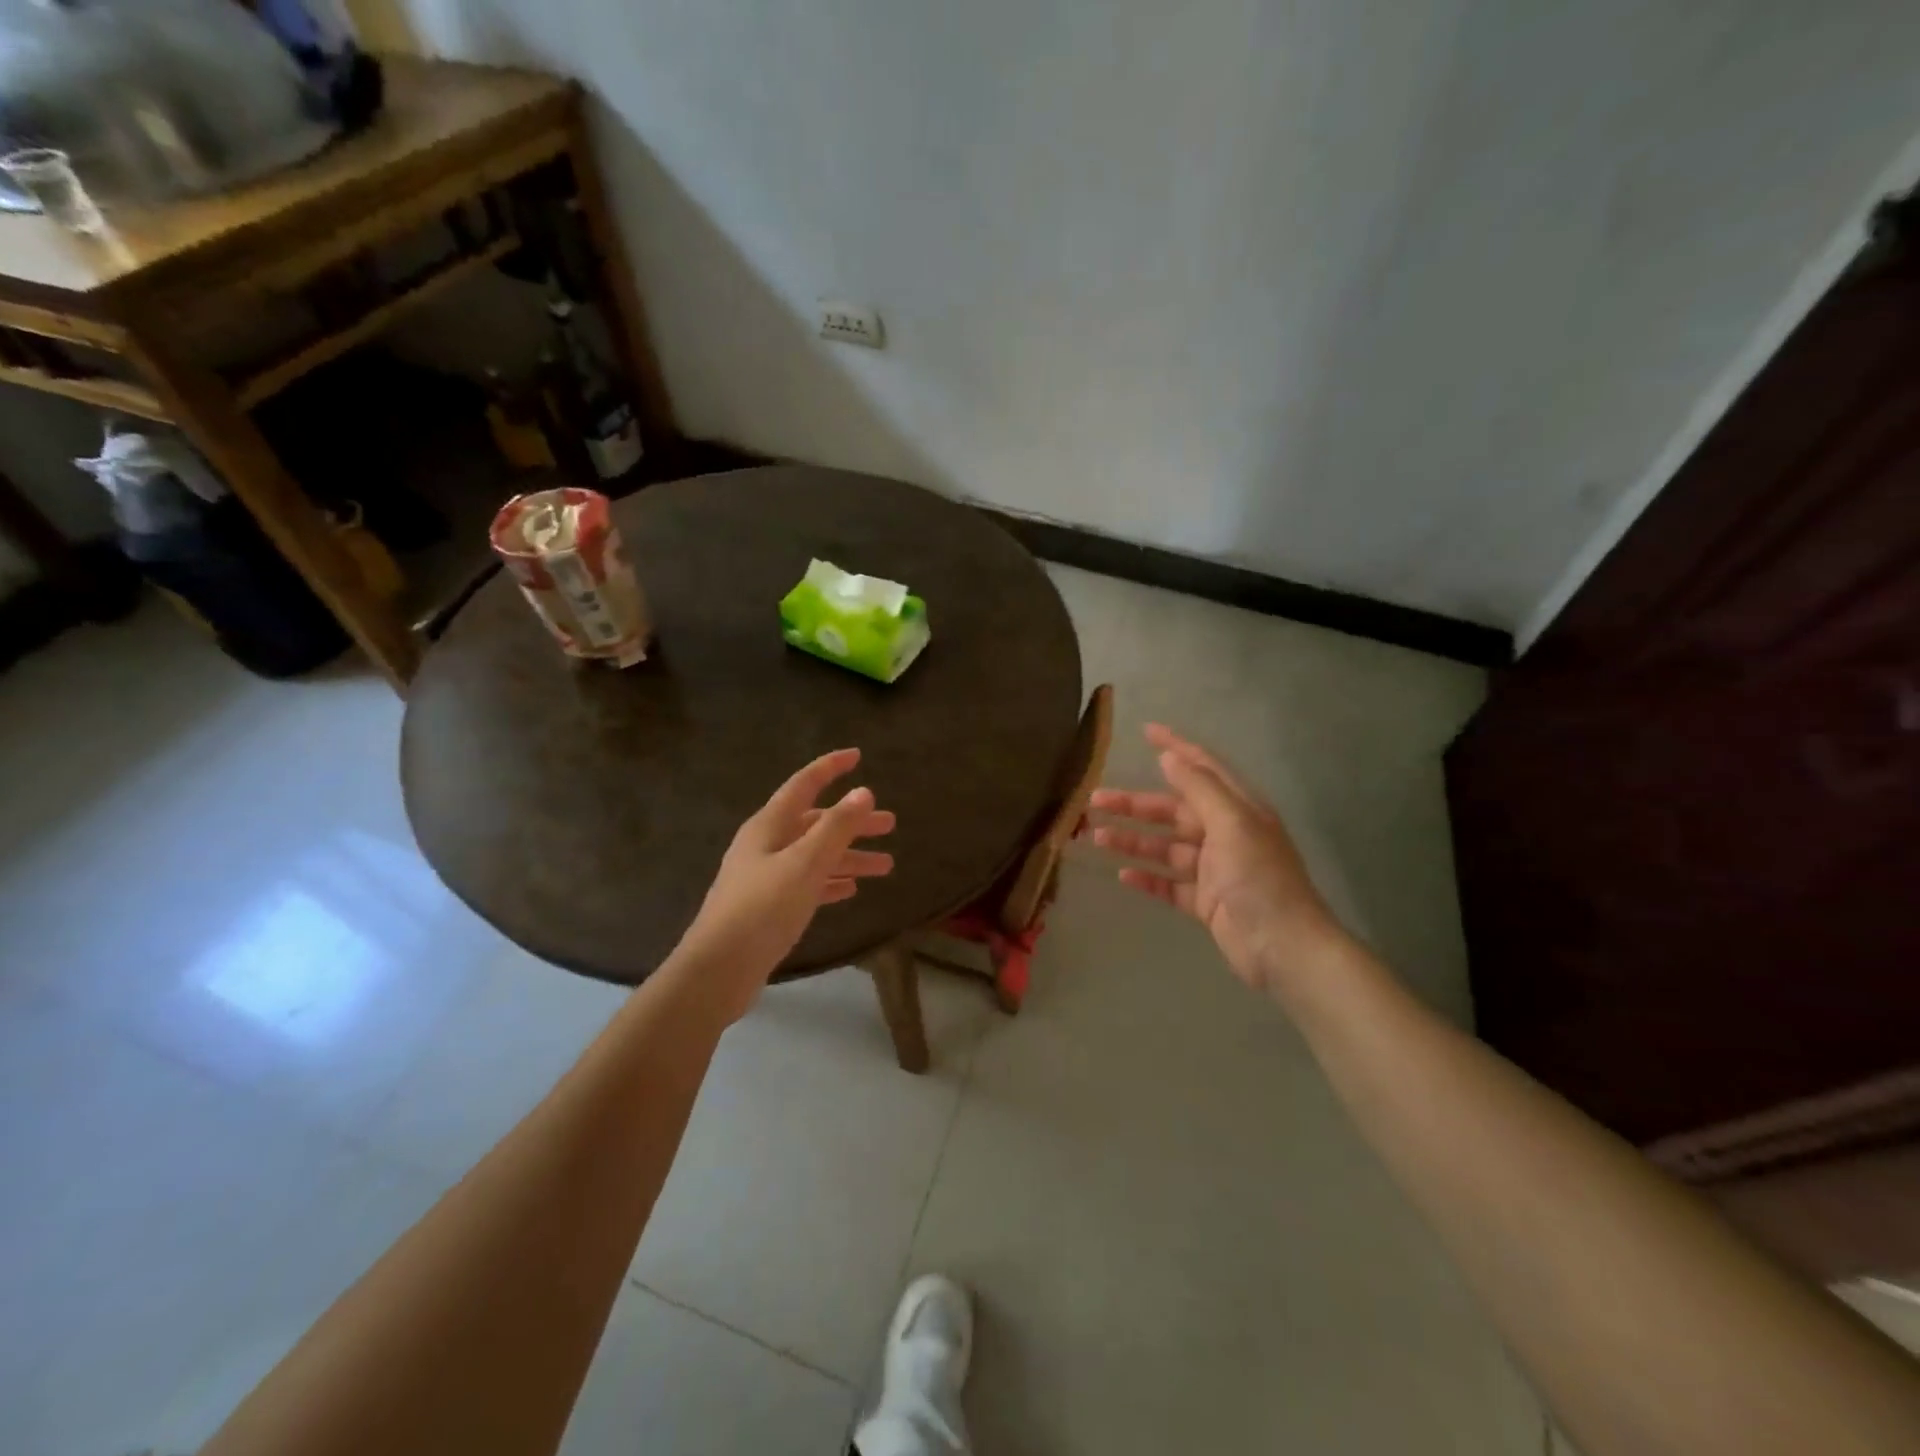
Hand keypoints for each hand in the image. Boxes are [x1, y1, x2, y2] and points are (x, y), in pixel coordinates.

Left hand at [677, 747, 895, 1021]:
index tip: (857, 755)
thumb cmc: (763, 908)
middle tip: (889, 824)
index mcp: (769, 826)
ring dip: (849, 856)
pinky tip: (851, 889)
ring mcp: (765, 877)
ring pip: (815, 856)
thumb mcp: (805, 863)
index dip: (830, 768)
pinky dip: (830, 881)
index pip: (804, 784)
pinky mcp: (768, 907)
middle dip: (852, 821)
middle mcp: (766, 845)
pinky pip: (807, 883)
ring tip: (885, 866)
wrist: (718, 970)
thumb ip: (836, 827)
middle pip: (816, 823)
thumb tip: (863, 791)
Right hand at [1090, 723, 1348, 1001]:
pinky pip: (1168, 883)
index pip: (1202, 768)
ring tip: (1096, 837)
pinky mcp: (1205, 902)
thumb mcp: (1232, 824)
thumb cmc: (1259, 879)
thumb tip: (1169, 758)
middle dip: (1135, 804)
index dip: (1175, 747)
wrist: (1284, 948)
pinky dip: (1146, 877)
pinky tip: (1122, 874)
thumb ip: (1199, 789)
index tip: (1145, 731)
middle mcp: (1225, 834)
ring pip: (1165, 847)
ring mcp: (1214, 870)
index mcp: (1238, 809)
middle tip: (1094, 800)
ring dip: (1133, 840)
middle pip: (1173, 810)